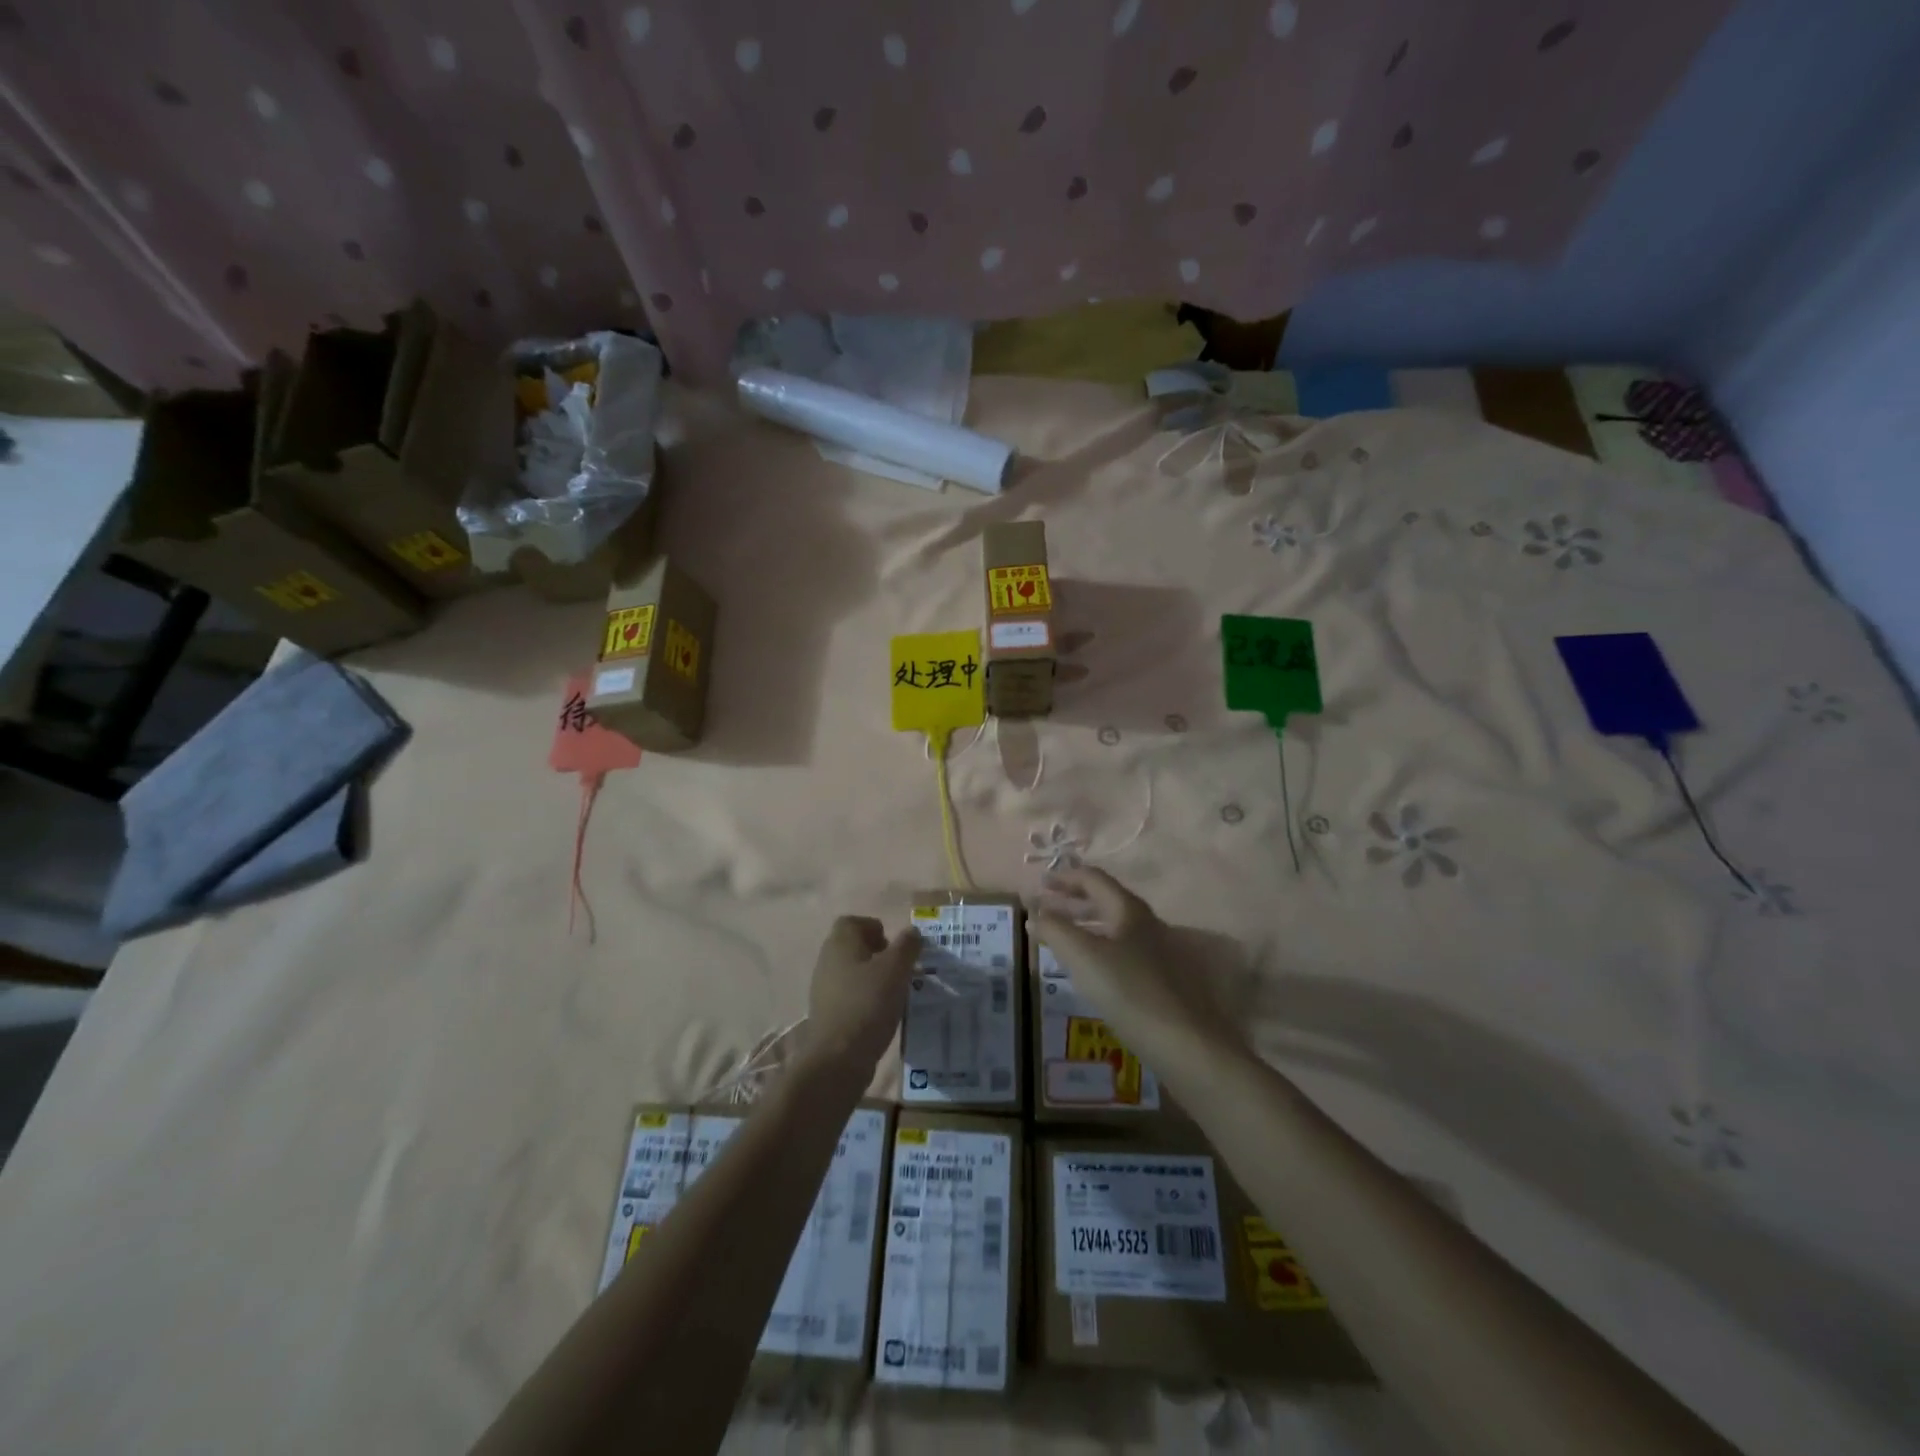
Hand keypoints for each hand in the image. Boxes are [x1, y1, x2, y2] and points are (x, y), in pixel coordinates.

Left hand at [803, 916, 921, 1077]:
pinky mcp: (827, 1013)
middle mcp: (827, 961)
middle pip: (852, 947)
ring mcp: (824, 988)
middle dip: (877, 954)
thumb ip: (907, 946)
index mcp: (840, 943)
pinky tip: (882, 1014)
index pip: (852, 922)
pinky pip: (849, 995)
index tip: (894, 946)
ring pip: (852, 972)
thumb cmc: (868, 1003)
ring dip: (873, 978)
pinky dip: (865, 998)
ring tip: (895, 993)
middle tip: (899, 969)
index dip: (874, 928)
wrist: (838, 1057)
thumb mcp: (896, 969)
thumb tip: (912, 931)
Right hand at [1032, 868, 1237, 1066]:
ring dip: (1084, 925)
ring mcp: (1156, 953)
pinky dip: (1096, 948)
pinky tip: (1086, 970)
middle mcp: (1146, 924)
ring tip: (1060, 936)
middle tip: (1046, 906)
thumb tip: (1034, 914)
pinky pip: (1120, 952)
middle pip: (1106, 901)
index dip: (1064, 877)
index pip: (1094, 879)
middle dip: (1073, 900)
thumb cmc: (1129, 991)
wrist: (1185, 1045)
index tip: (1039, 884)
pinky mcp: (1159, 981)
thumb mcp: (1083, 957)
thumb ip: (1055, 930)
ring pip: (1113, 928)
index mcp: (1129, 910)